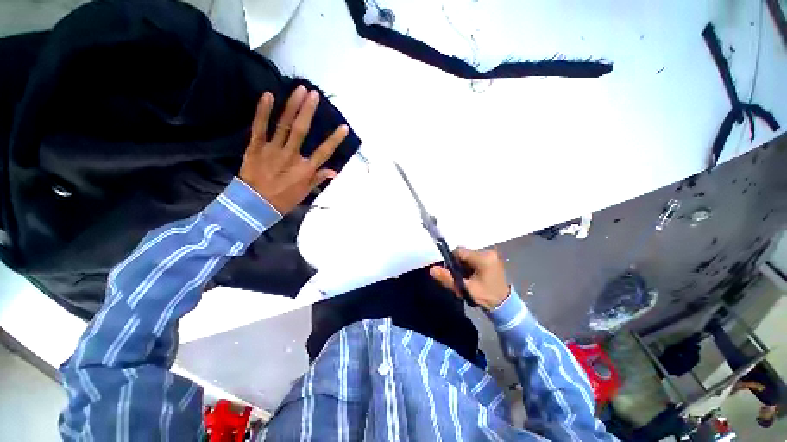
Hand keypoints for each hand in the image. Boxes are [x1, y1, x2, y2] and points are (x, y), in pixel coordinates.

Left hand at [239, 86, 348, 213]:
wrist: (254, 206)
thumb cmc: (283, 200)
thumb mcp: (305, 192)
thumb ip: (318, 179)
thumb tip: (335, 171)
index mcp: (305, 169)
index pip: (324, 152)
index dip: (334, 139)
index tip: (343, 127)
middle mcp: (291, 156)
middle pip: (302, 131)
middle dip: (309, 111)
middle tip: (314, 94)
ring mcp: (272, 150)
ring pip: (284, 125)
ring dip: (292, 106)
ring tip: (300, 90)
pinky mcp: (255, 147)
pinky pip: (260, 127)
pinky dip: (263, 111)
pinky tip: (268, 95)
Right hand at [430, 247, 510, 309]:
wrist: (504, 305)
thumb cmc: (485, 297)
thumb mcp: (465, 289)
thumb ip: (448, 278)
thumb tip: (432, 269)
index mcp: (483, 258)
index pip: (459, 251)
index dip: (452, 261)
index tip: (454, 273)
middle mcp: (488, 252)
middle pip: (464, 254)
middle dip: (459, 265)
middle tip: (461, 279)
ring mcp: (492, 255)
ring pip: (468, 256)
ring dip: (465, 266)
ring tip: (468, 280)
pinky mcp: (492, 258)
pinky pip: (475, 258)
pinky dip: (471, 266)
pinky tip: (474, 277)